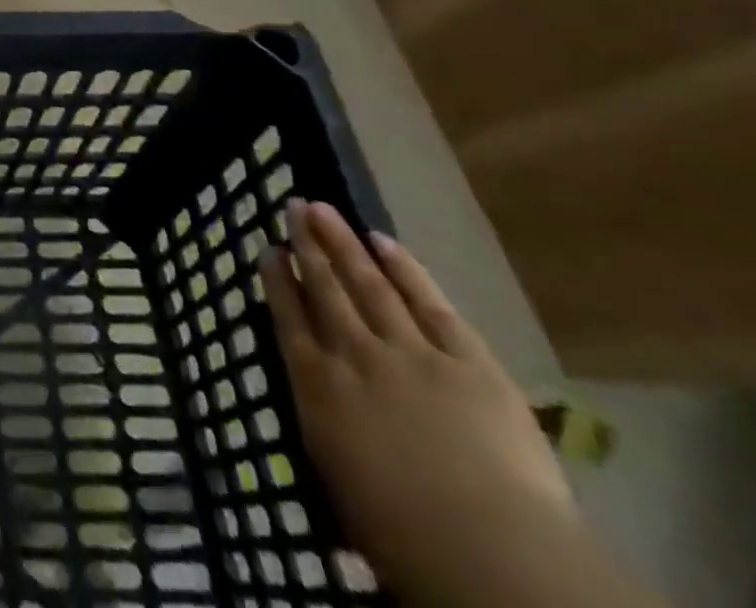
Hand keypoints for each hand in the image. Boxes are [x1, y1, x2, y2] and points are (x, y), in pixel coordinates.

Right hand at [260, 200, 575, 602]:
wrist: (486, 549)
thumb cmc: (401, 535)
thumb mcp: (339, 483)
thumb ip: (327, 428)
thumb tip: (318, 406)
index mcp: (317, 386)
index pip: (289, 318)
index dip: (279, 281)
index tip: (269, 250)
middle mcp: (354, 354)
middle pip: (325, 288)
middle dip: (308, 245)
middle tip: (295, 207)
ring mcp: (410, 351)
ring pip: (368, 283)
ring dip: (344, 243)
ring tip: (325, 209)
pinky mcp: (467, 361)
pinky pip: (429, 303)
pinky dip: (405, 269)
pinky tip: (385, 242)